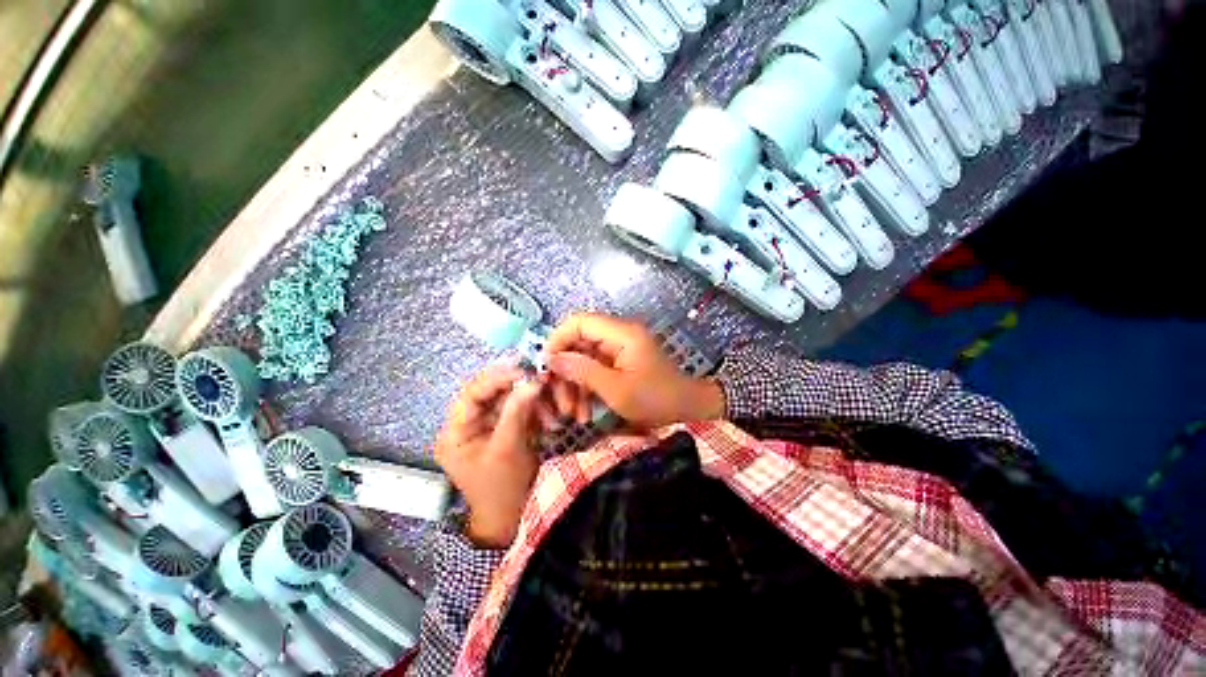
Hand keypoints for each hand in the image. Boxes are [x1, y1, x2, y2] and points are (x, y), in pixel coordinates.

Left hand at [435, 366, 543, 547]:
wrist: (512, 517)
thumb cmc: (503, 488)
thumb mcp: (507, 448)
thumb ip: (516, 411)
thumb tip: (532, 380)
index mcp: (455, 432)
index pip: (471, 394)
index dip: (496, 378)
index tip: (523, 370)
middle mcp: (467, 424)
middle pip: (491, 393)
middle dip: (518, 388)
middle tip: (542, 381)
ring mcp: (486, 425)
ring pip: (508, 399)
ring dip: (532, 401)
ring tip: (552, 411)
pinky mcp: (503, 427)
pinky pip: (519, 409)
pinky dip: (536, 411)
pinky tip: (550, 419)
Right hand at [544, 313, 724, 429]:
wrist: (687, 409)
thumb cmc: (655, 399)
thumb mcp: (616, 389)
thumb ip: (583, 371)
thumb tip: (553, 359)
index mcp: (621, 333)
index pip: (579, 322)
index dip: (558, 340)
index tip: (547, 366)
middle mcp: (618, 335)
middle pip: (579, 343)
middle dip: (566, 372)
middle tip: (560, 402)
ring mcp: (619, 350)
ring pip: (584, 359)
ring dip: (575, 386)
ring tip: (572, 414)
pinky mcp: (620, 363)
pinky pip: (595, 370)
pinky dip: (587, 389)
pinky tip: (584, 413)